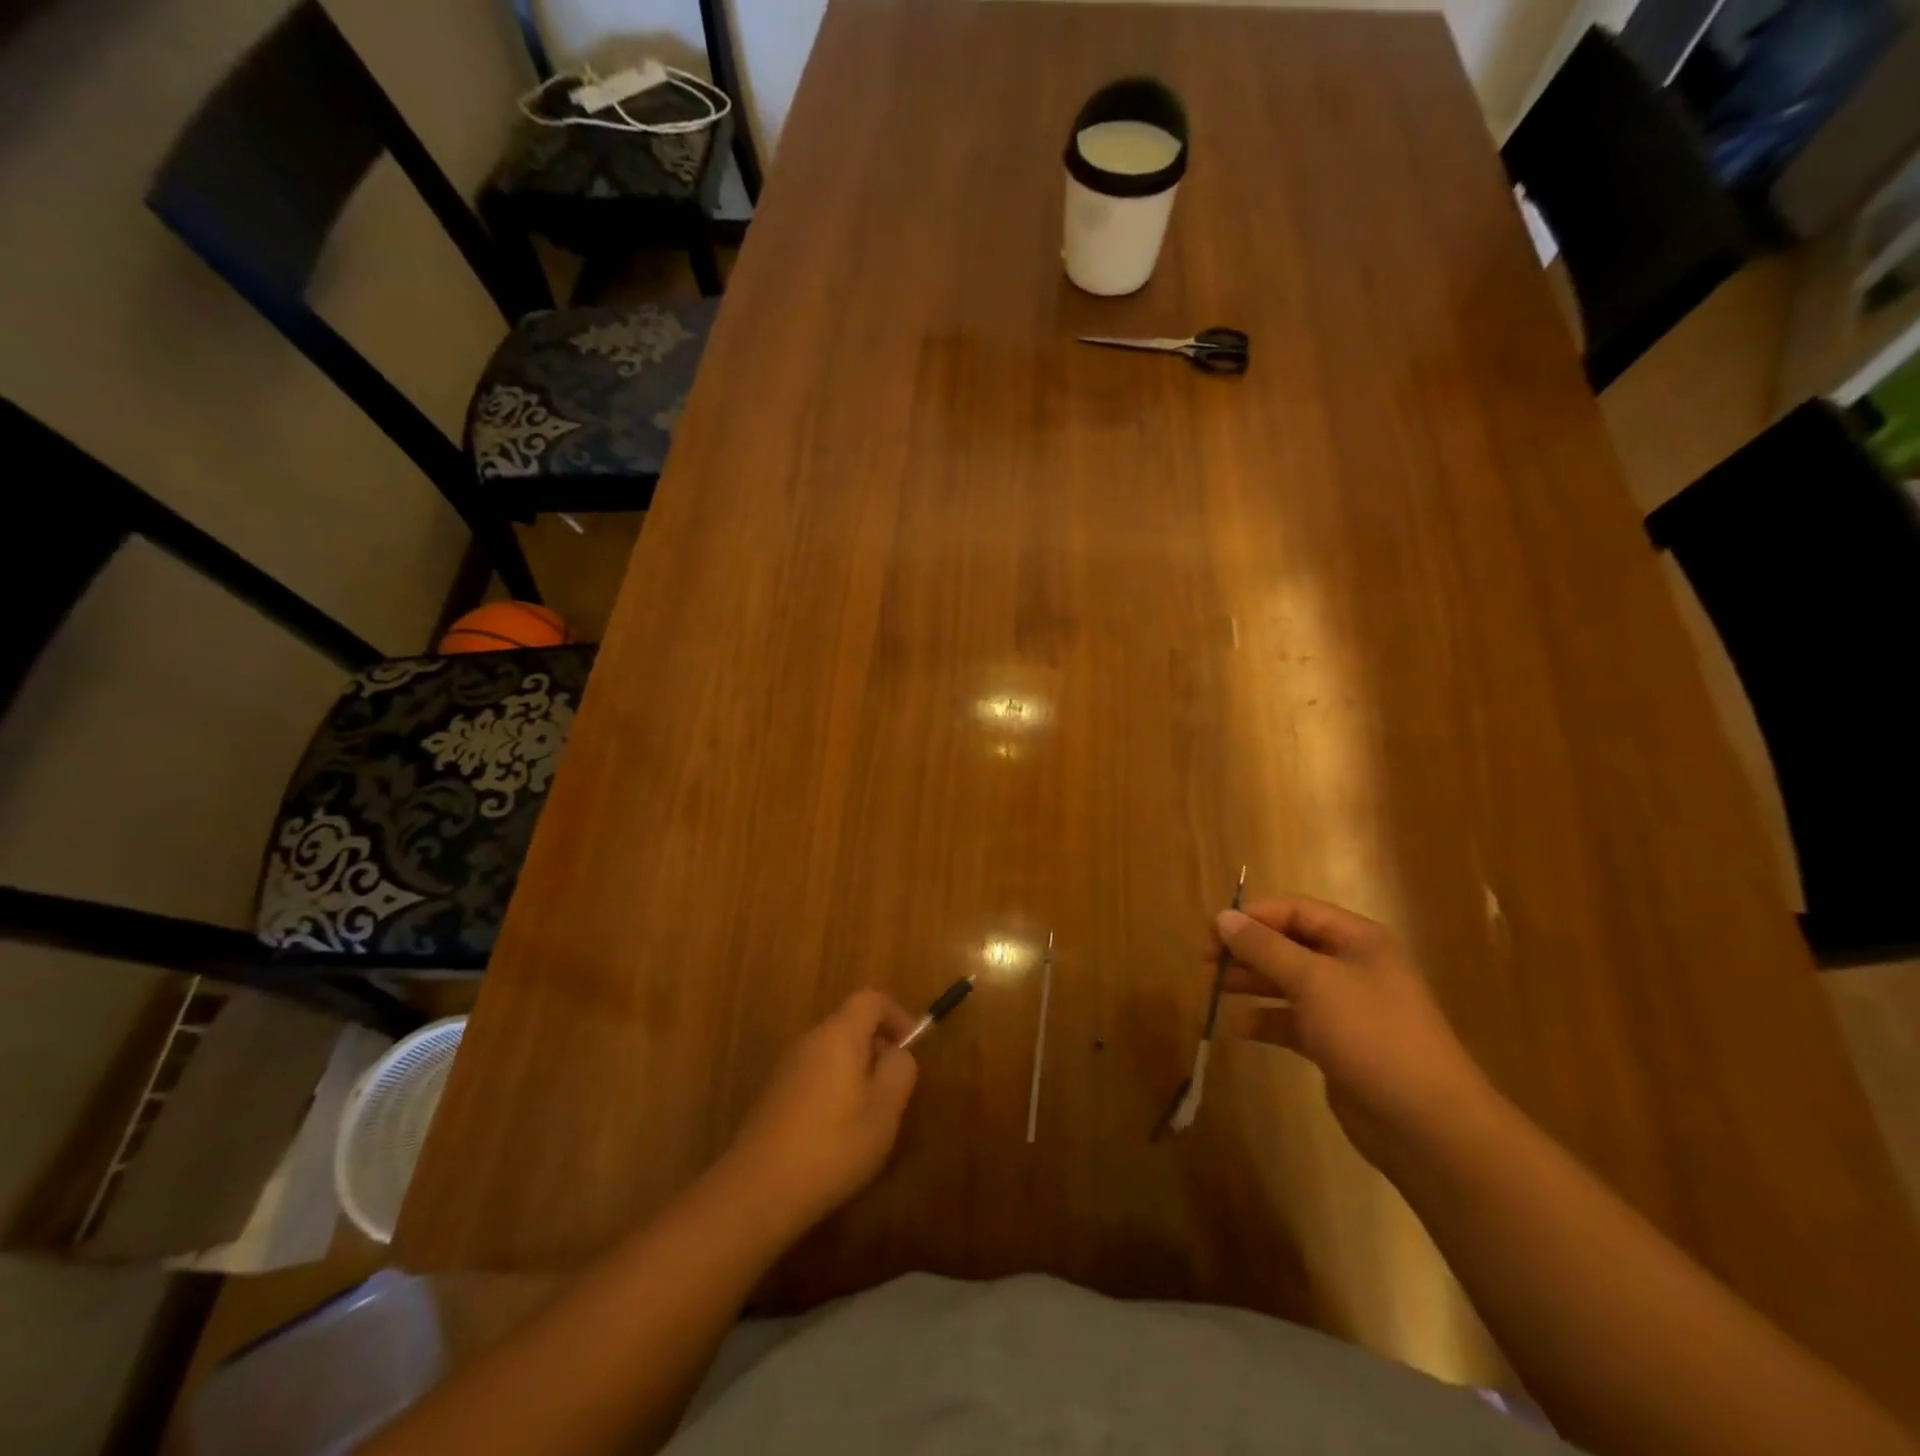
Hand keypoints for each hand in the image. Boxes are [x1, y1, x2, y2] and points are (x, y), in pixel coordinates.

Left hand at [720, 990, 920, 1234]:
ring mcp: (787, 1066)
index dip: (897, 1015)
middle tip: (894, 1090)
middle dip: (878, 1048)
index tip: (912, 1047)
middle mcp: (810, 1040)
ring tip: (869, 1116)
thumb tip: (897, 1052)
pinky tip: (837, 1133)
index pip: (871, 999)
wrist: (757, 1192)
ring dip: (857, 1072)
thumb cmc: (832, 1146)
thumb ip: (900, 1070)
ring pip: (833, 1052)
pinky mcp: (775, 1094)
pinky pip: (815, 1074)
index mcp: (839, 1034)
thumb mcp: (884, 1110)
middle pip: (851, 1024)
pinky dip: (835, 1089)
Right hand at [1213, 897, 1489, 1166]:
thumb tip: (1223, 917)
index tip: (1213, 933)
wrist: (1427, 1123)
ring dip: (1251, 983)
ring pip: (1287, 982)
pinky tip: (1236, 1029)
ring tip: (1213, 990)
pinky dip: (1264, 1021)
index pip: (1295, 910)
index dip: (1253, 917)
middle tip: (1206, 964)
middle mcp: (1351, 966)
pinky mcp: (1336, 1044)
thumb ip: (1264, 947)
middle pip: (1288, 944)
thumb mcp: (1313, 981)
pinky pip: (1292, 1021)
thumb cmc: (1371, 1034)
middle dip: (1247, 950)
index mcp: (1357, 940)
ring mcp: (1345, 1007)